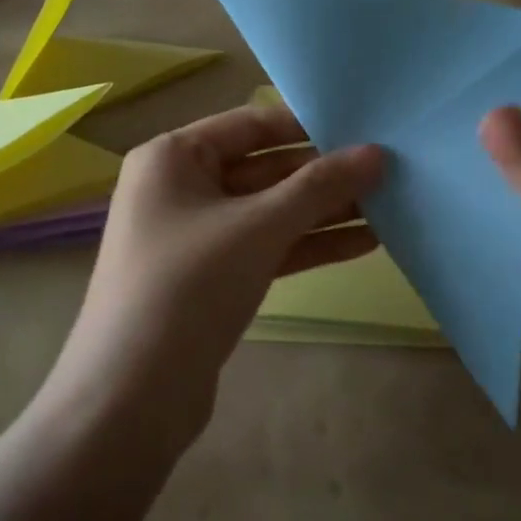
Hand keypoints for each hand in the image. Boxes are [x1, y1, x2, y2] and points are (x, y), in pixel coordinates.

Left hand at [55, 104, 384, 443]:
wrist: (132, 396)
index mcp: (173, 157)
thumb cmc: (188, 285)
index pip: (251, 123)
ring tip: (389, 205)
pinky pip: (267, 247)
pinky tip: (364, 243)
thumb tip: (376, 153)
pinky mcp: (213, 277)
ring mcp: (197, 235)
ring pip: (270, 211)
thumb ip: (319, 187)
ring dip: (324, 211)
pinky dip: (308, 244)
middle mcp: (181, 187)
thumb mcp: (258, 227)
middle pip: (264, 167)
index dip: (307, 125)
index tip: (364, 128)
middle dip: (323, 174)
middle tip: (387, 170)